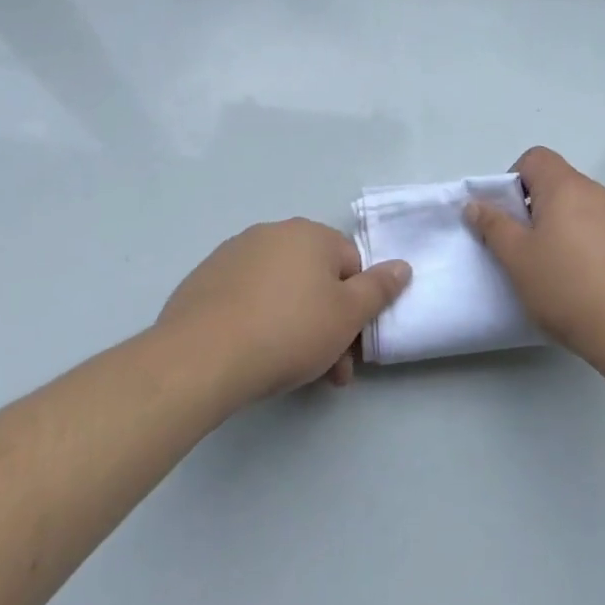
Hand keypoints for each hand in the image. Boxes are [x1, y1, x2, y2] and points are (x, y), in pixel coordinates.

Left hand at [157, 218, 409, 404]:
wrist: (201, 357)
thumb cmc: (287, 331)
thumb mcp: (347, 315)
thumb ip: (379, 288)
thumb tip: (402, 265)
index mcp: (311, 234)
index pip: (351, 265)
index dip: (357, 308)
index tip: (351, 349)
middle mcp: (273, 233)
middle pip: (315, 278)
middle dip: (326, 323)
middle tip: (326, 371)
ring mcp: (234, 253)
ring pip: (280, 290)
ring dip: (294, 324)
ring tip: (287, 371)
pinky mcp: (205, 279)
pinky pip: (245, 297)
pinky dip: (256, 320)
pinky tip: (250, 353)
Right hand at [466, 147, 604, 369]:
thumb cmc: (569, 288)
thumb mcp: (517, 259)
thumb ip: (493, 226)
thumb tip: (475, 203)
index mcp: (565, 186)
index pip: (535, 158)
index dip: (512, 180)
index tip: (506, 218)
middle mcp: (596, 192)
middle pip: (556, 184)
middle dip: (532, 210)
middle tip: (522, 250)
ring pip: (577, 210)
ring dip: (558, 230)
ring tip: (551, 272)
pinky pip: (599, 232)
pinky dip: (583, 247)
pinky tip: (581, 285)